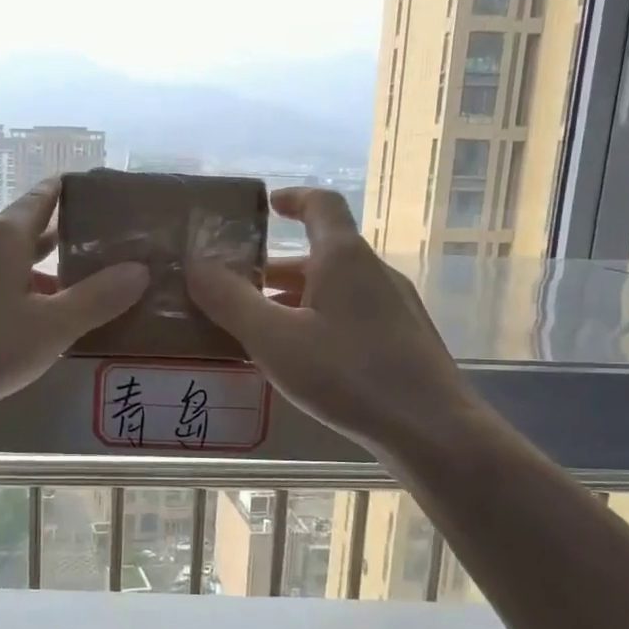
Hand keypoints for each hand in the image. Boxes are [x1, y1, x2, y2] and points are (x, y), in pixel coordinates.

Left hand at [0, 179, 148, 419]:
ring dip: (38, 274)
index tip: (103, 198)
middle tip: (104, 251)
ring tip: (74, 293)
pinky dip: (13, 294)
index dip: (73, 192)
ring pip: (5, 263)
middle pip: (25, 230)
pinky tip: (28, 324)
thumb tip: (139, 269)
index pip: (43, 197)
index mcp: (2, 236)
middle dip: (63, 239)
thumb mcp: (51, 327)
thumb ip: (98, 298)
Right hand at [186, 187, 481, 453]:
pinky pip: (351, 316)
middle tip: (237, 289)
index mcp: (344, 258)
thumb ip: (230, 301)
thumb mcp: (274, 339)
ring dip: (295, 300)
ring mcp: (395, 307)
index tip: (267, 206)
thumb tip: (196, 264)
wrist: (432, 429)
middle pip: (321, 254)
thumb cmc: (348, 375)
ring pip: (335, 290)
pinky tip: (302, 361)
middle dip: (276, 269)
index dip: (293, 198)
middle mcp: (374, 273)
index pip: (321, 205)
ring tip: (258, 330)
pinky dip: (318, 323)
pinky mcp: (403, 340)